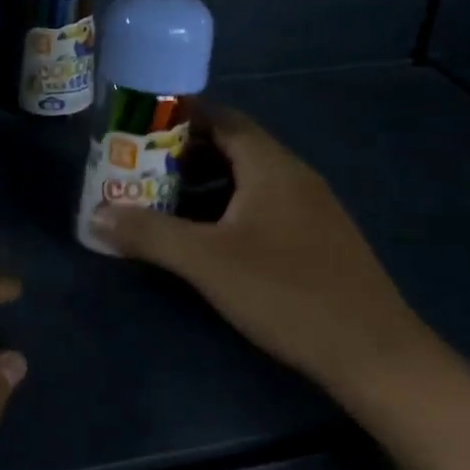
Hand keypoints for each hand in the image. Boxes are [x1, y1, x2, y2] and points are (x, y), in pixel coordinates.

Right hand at [90, 106, 432, 398]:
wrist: (373, 352)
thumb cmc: (286, 293)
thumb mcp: (207, 262)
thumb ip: (149, 234)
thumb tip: (96, 216)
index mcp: (271, 166)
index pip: (222, 118)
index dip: (179, 117)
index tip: (138, 127)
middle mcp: (294, 175)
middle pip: (233, 147)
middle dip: (184, 155)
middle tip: (139, 169)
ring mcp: (310, 208)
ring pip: (248, 180)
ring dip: (204, 185)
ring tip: (162, 203)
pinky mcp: (316, 238)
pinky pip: (263, 206)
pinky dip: (228, 209)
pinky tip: (207, 240)